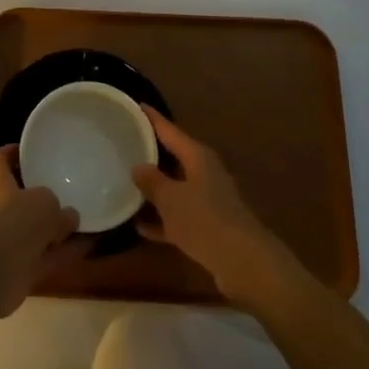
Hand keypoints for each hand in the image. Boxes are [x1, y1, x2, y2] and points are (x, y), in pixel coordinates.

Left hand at [0, 146, 84, 319]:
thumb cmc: (14, 222)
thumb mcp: (44, 203)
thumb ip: (59, 208)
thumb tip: (69, 216)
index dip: (11, 152)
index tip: (29, 151)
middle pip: (18, 197)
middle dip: (40, 196)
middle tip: (65, 190)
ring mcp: (7, 241)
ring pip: (35, 230)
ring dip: (57, 229)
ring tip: (84, 220)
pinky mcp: (18, 269)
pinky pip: (46, 256)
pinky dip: (65, 252)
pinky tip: (89, 247)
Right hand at [133, 107, 292, 305]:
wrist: (244, 263)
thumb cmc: (205, 220)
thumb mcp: (171, 199)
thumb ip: (152, 181)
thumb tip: (138, 166)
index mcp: (197, 156)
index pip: (169, 129)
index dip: (152, 118)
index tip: (135, 105)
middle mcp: (204, 172)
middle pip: (173, 156)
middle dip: (150, 152)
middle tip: (124, 144)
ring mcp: (208, 200)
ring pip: (175, 188)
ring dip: (154, 189)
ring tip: (125, 184)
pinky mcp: (208, 226)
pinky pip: (179, 216)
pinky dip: (162, 219)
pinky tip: (139, 226)